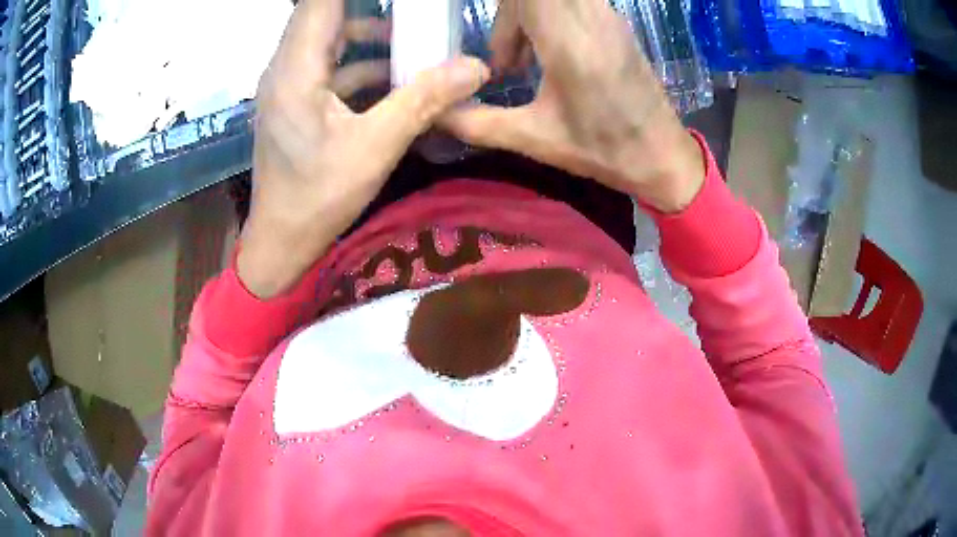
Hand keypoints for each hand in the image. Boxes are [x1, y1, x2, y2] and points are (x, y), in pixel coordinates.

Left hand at [238, 0, 488, 298]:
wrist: (281, 241)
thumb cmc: (318, 198)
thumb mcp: (375, 146)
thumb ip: (424, 99)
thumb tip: (476, 67)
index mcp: (296, 69)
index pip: (320, 2)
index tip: (399, 1)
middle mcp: (286, 67)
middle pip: (329, 15)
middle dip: (377, 13)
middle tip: (420, 19)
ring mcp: (289, 84)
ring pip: (333, 41)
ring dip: (374, 41)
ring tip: (419, 49)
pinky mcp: (295, 101)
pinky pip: (332, 68)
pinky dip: (364, 68)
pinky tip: (397, 82)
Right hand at [440, 0, 704, 212]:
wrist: (663, 157)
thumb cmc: (603, 151)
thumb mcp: (535, 140)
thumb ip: (476, 123)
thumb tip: (434, 111)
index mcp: (569, 42)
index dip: (501, 8)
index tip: (492, 47)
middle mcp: (590, 17)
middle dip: (506, 16)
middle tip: (502, 59)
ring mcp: (607, 16)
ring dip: (524, 17)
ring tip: (520, 62)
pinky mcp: (614, 22)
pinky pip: (570, 2)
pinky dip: (546, 18)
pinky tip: (544, 56)